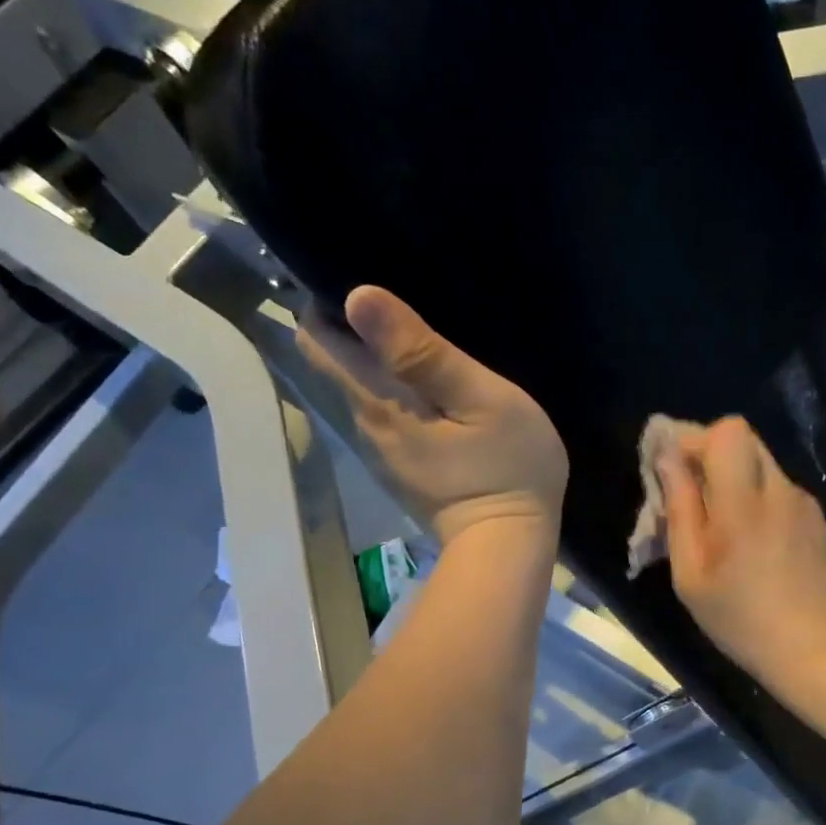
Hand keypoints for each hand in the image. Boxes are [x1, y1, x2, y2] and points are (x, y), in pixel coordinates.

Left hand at [297, 286, 567, 543]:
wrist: (508, 548)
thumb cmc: (506, 469)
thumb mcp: (480, 400)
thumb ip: (423, 353)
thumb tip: (358, 297)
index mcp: (377, 400)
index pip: (317, 341)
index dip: (323, 303)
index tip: (356, 276)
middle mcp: (364, 425)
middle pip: (335, 365)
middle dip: (351, 328)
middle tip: (401, 299)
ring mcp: (381, 454)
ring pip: (359, 391)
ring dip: (376, 360)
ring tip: (419, 335)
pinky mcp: (401, 470)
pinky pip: (382, 415)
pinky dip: (394, 391)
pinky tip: (430, 387)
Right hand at [659, 417, 825, 687]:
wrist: (812, 649)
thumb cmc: (739, 618)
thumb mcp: (691, 573)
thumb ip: (680, 509)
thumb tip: (667, 460)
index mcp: (743, 503)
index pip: (726, 431)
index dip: (693, 439)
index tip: (671, 469)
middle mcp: (779, 490)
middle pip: (743, 438)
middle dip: (708, 455)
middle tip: (689, 494)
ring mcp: (803, 502)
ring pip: (760, 464)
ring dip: (731, 478)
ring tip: (718, 525)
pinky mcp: (815, 518)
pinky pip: (776, 489)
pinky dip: (754, 499)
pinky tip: (750, 543)